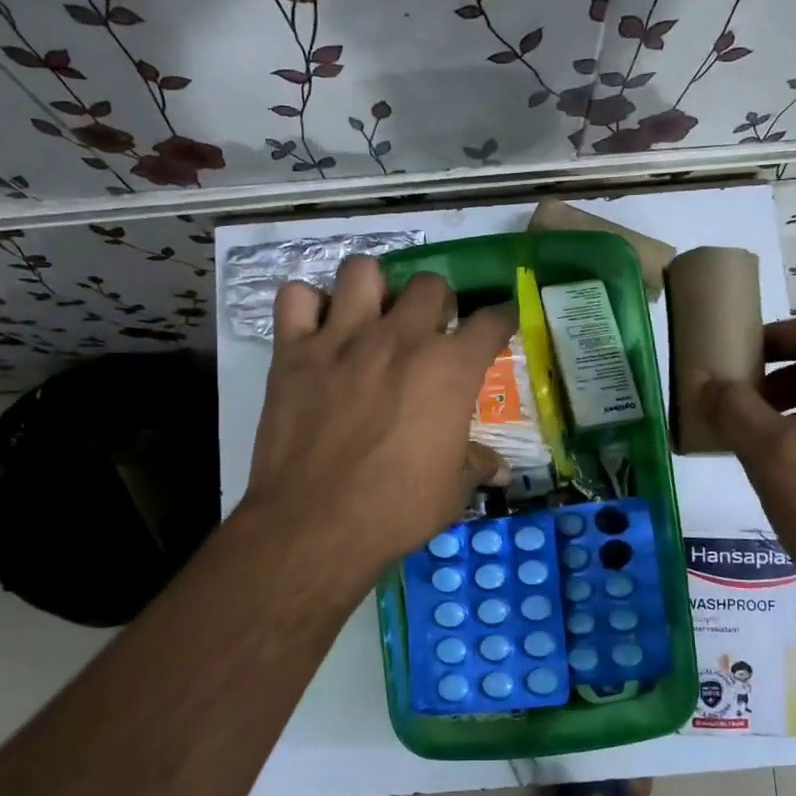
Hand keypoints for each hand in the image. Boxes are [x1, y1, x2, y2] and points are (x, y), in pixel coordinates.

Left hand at [242, 256, 516, 579]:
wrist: (316, 525)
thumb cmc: (396, 509)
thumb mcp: (452, 491)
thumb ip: (476, 465)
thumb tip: (500, 470)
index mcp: (449, 369)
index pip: (491, 321)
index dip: (502, 318)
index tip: (500, 323)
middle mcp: (400, 338)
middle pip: (430, 284)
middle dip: (437, 302)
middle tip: (429, 331)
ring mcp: (342, 338)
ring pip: (361, 271)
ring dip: (373, 289)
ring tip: (371, 317)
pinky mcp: (293, 351)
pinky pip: (295, 297)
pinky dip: (307, 306)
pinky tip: (316, 330)